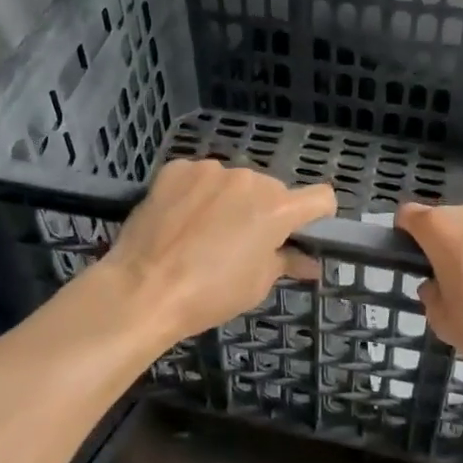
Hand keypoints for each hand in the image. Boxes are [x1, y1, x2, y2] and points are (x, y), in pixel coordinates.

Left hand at [103, 159, 335, 345]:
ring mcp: (211, 169)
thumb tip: (309, 262)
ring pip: (233, 182)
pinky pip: (199, 177)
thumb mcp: (256, 285)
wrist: (142, 288)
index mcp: (277, 207)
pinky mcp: (177, 168)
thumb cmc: (209, 294)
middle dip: (264, 211)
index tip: (303, 232)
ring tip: (204, 232)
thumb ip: (286, 262)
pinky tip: (180, 218)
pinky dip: (196, 193)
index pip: (320, 197)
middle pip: (271, 190)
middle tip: (243, 243)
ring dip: (229, 200)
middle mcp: (249, 178)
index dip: (317, 215)